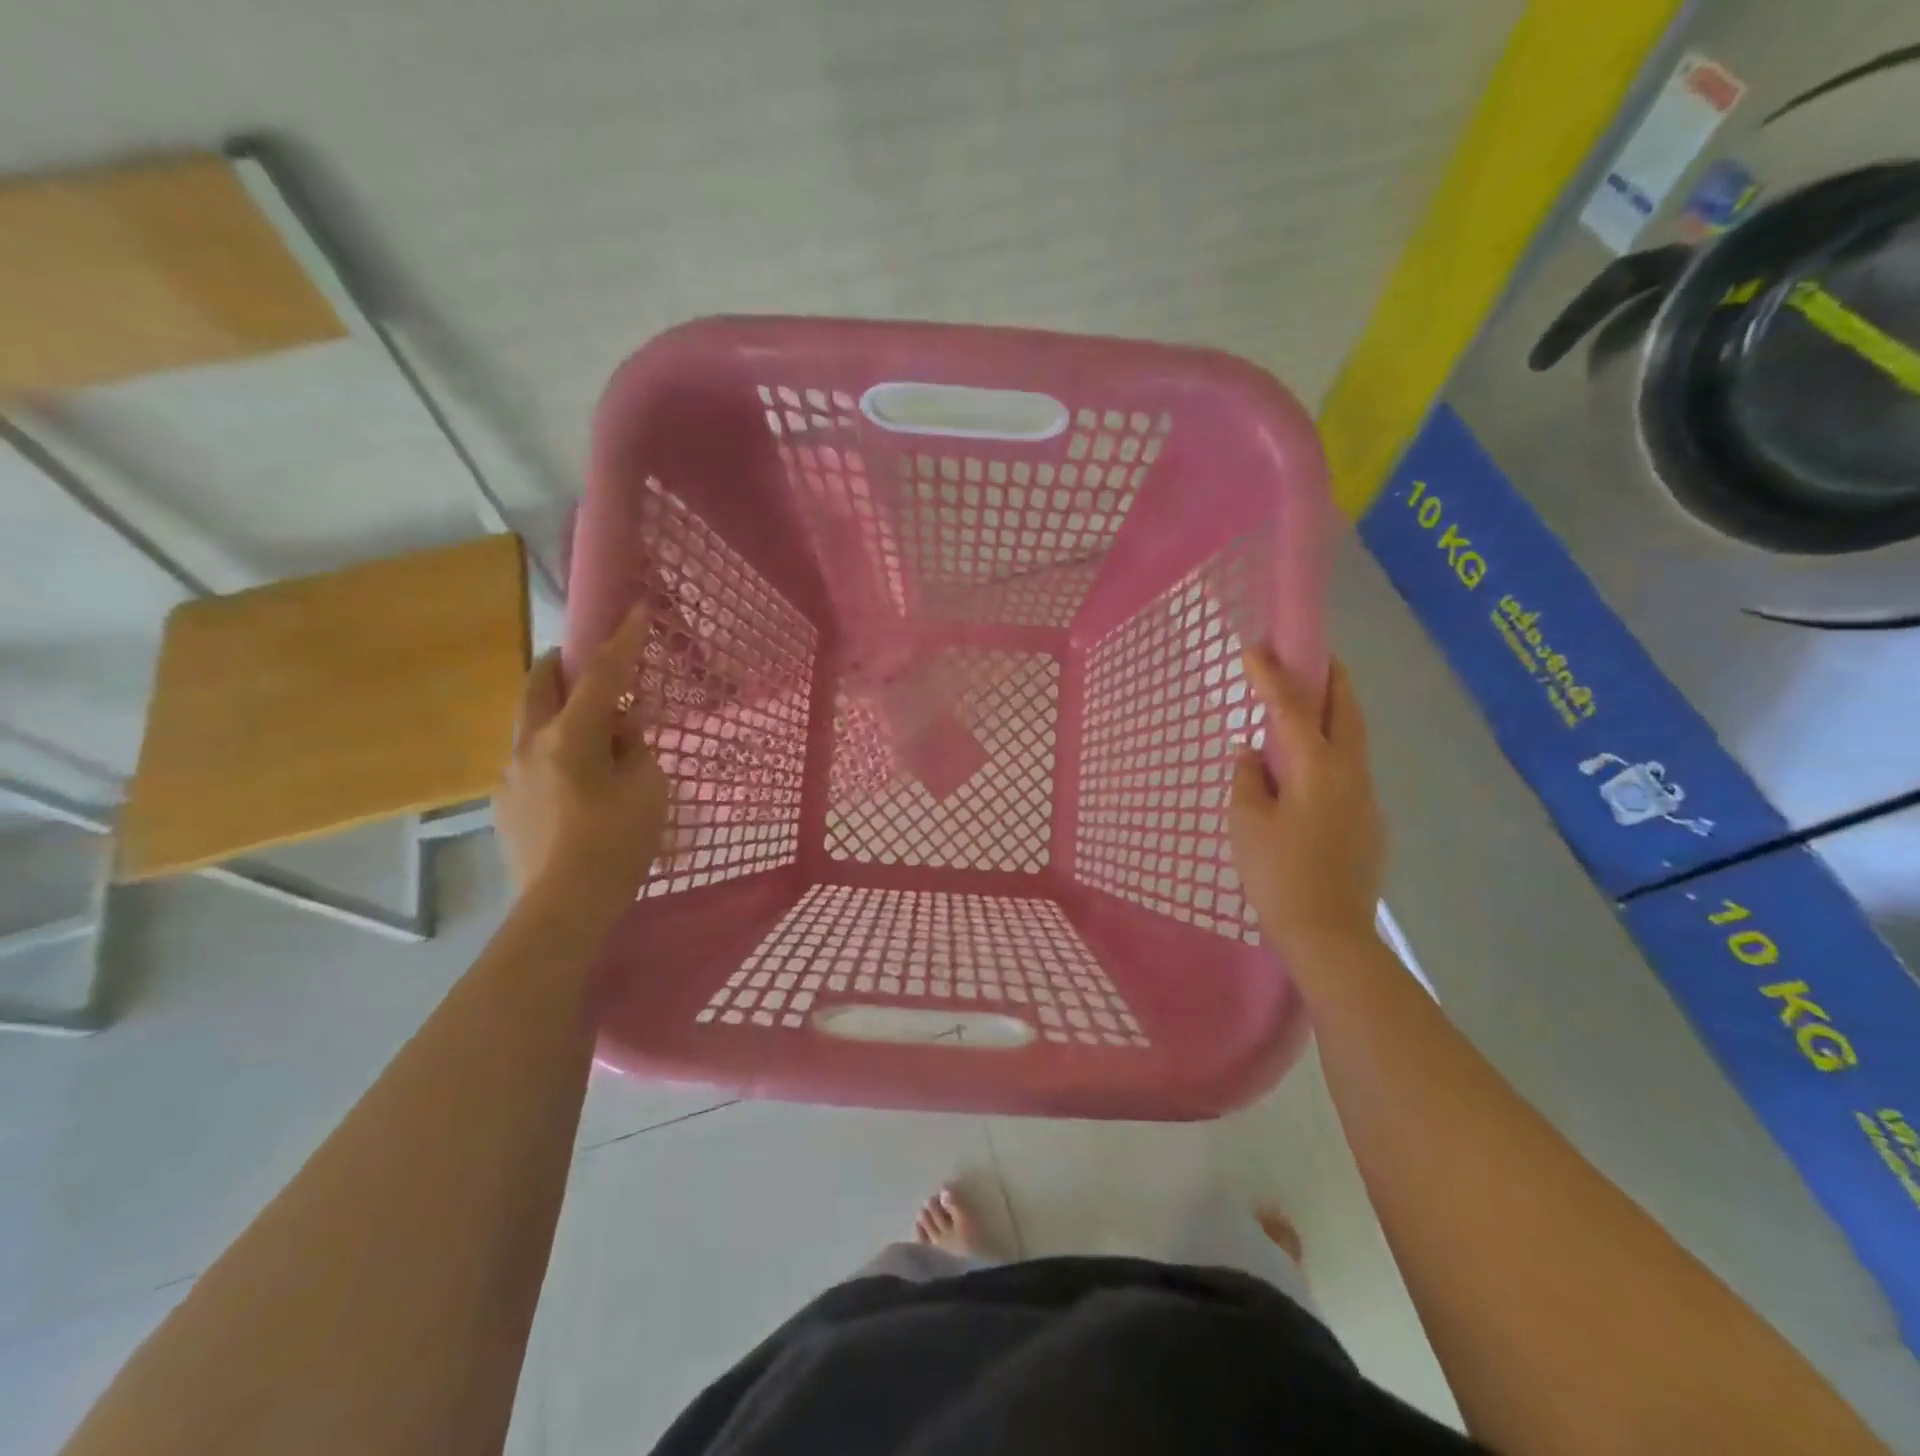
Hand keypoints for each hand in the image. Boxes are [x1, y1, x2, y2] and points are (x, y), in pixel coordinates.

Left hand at [496, 605, 668, 921]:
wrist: (563, 906)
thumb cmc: (616, 844)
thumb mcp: (647, 790)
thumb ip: (635, 750)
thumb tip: (619, 734)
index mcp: (571, 737)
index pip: (601, 675)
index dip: (622, 641)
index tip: (635, 610)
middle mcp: (530, 745)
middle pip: (539, 684)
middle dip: (562, 663)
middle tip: (587, 664)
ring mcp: (511, 775)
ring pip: (528, 722)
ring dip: (555, 711)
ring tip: (586, 732)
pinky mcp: (504, 804)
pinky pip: (528, 760)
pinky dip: (550, 751)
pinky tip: (572, 782)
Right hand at [1229, 649, 1386, 959]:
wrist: (1329, 934)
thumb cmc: (1278, 874)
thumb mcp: (1246, 823)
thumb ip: (1248, 779)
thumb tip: (1253, 754)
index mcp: (1317, 768)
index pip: (1292, 708)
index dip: (1271, 675)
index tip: (1256, 647)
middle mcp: (1351, 773)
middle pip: (1346, 711)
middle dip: (1330, 678)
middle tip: (1312, 656)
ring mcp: (1367, 799)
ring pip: (1354, 741)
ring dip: (1334, 714)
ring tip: (1308, 707)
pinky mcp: (1370, 823)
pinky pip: (1350, 772)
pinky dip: (1332, 753)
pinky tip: (1309, 774)